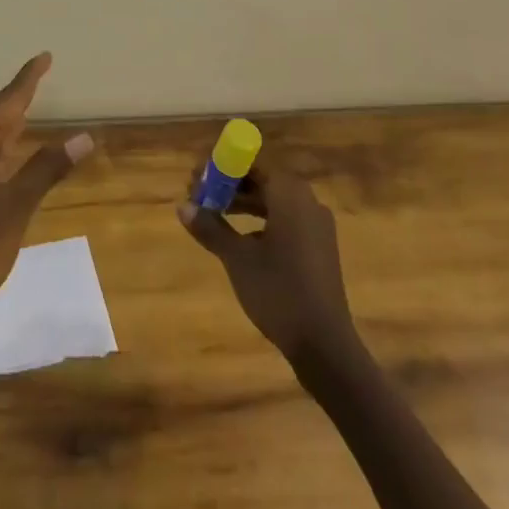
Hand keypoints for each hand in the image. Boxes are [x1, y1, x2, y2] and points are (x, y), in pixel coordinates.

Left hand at [0, 53, 92, 335]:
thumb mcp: (18, 204)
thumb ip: (48, 167)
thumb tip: (84, 136)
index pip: (5, 101)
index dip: (28, 79)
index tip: (44, 56)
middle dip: (16, 104)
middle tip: (39, 81)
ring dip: (5, 130)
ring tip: (27, 114)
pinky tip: (6, 159)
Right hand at [179, 155, 356, 363]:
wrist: (325, 346)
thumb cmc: (279, 292)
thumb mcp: (237, 258)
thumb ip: (210, 227)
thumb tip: (182, 207)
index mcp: (289, 194)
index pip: (250, 162)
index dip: (221, 166)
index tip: (196, 178)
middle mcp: (307, 201)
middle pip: (262, 179)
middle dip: (229, 185)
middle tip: (199, 196)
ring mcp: (316, 225)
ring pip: (273, 200)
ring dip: (242, 203)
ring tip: (213, 215)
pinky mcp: (319, 247)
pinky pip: (285, 219)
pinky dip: (260, 221)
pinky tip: (241, 239)